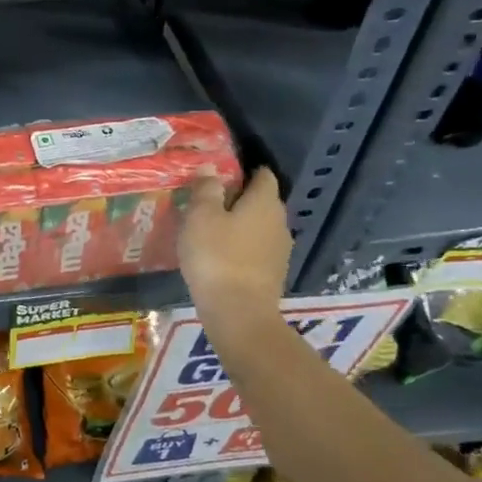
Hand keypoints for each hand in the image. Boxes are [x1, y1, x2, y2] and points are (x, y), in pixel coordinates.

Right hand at [178, 166, 290, 313]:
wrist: (238, 313)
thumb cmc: (217, 256)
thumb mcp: (201, 217)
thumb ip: (206, 189)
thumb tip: (211, 167)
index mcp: (264, 202)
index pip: (263, 175)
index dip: (244, 169)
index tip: (221, 172)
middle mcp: (279, 222)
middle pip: (262, 201)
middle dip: (240, 197)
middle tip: (209, 200)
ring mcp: (280, 250)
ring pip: (260, 226)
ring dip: (240, 224)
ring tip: (211, 228)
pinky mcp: (273, 273)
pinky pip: (257, 249)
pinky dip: (242, 246)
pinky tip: (221, 254)